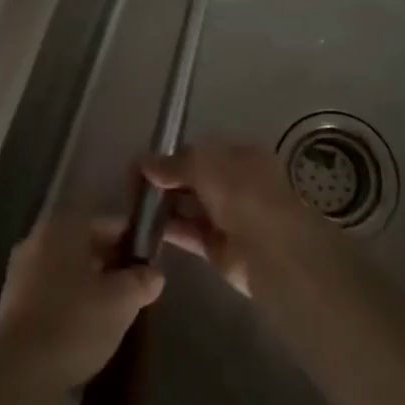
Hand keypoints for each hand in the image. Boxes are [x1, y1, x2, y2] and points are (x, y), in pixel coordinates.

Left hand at [0, 216, 163, 402]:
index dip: (132, 243)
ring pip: (66, 269)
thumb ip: (141, 281)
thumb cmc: (75, 322)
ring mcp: (20, 270)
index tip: (148, 265)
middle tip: (133, 290)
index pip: (108, 224)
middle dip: (110, 265)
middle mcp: (38, 238)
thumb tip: (154, 273)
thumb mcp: (122, 301)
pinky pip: (50, 292)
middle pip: (85, 245)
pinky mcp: (11, 302)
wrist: (20, 371)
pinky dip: (68, 302)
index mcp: (64, 226)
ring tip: (112, 312)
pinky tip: (84, 327)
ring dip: (89, 285)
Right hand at [143, 144, 310, 296]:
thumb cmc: (243, 193)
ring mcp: (226, 217)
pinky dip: (168, 229)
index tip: (142, 165)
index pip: (199, 153)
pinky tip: (144, 227)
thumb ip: (173, 164)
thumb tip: (143, 163)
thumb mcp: (205, 165)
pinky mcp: (217, 248)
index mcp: (240, 157)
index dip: (170, 157)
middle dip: (164, 181)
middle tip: (131, 187)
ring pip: (188, 207)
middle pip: (192, 180)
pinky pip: (188, 233)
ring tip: (132, 206)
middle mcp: (234, 184)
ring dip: (163, 206)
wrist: (273, 251)